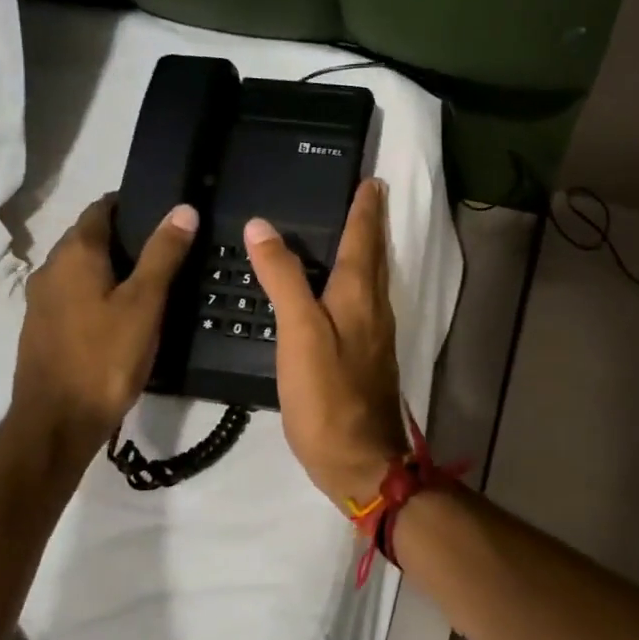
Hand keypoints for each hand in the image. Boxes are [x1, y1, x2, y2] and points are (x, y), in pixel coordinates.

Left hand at [9, 196, 196, 451]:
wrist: (57, 422)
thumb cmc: (105, 357)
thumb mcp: (145, 303)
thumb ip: (163, 254)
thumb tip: (183, 209)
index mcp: (74, 254)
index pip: (100, 208)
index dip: (131, 204)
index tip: (164, 211)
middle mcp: (50, 268)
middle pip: (88, 237)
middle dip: (124, 236)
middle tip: (168, 247)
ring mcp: (41, 300)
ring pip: (81, 268)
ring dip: (111, 266)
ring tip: (152, 280)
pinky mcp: (42, 328)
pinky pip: (74, 294)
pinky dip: (98, 291)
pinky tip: (123, 313)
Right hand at [244, 178, 407, 505]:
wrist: (360, 459)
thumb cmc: (328, 395)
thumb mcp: (299, 332)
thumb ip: (283, 278)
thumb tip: (262, 226)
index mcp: (360, 295)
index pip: (364, 238)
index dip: (365, 207)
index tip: (370, 179)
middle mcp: (374, 308)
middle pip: (375, 255)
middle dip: (371, 223)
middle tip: (366, 194)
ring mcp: (374, 335)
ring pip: (373, 280)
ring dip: (366, 251)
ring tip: (351, 231)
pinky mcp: (366, 358)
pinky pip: (363, 304)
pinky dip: (355, 282)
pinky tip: (338, 290)